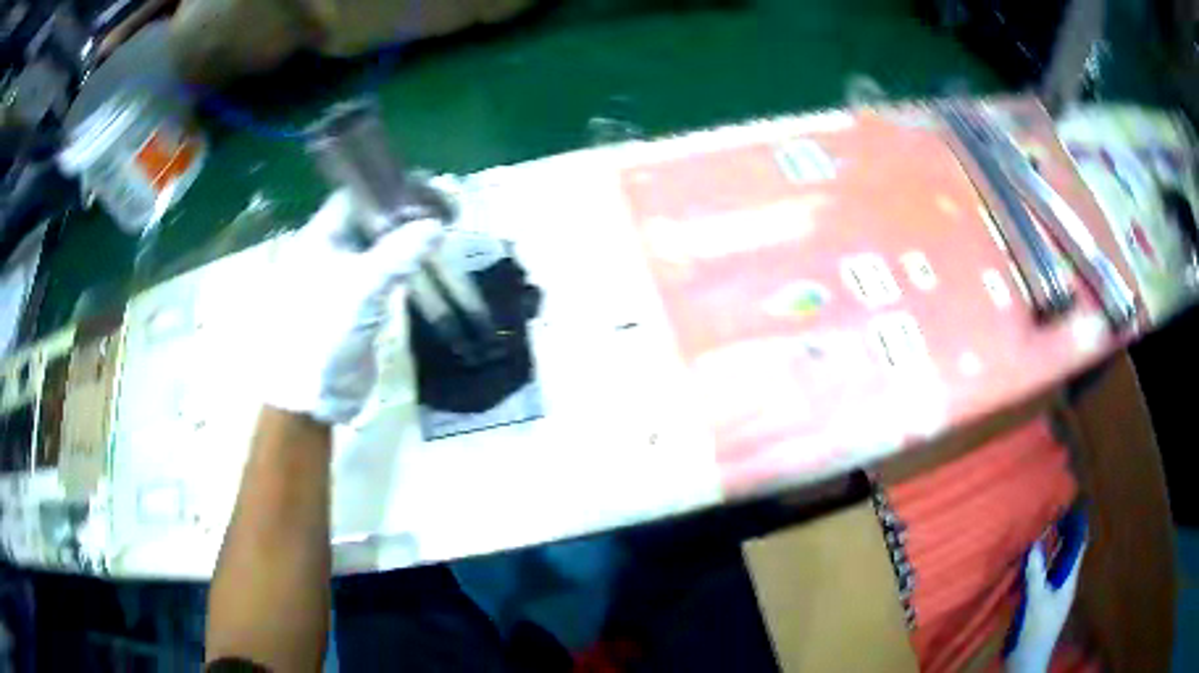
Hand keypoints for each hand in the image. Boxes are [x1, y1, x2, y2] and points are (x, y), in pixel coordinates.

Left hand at [262, 189, 440, 424]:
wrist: (313, 393)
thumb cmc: (324, 331)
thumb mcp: (362, 288)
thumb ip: (398, 254)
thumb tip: (436, 224)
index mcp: (319, 238)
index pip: (353, 197)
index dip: (385, 188)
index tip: (422, 186)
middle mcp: (330, 252)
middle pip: (368, 220)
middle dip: (400, 213)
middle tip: (439, 207)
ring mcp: (343, 278)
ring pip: (377, 247)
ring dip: (404, 240)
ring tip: (440, 228)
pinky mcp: (357, 303)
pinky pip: (382, 273)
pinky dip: (402, 265)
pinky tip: (425, 261)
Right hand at [1005, 508, 1087, 672]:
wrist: (1027, 662)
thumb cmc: (1037, 629)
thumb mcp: (1036, 601)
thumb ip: (1036, 573)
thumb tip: (1035, 543)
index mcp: (1069, 580)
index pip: (1078, 546)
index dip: (1077, 526)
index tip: (1073, 505)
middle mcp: (1064, 584)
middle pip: (1066, 554)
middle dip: (1062, 536)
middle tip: (1053, 514)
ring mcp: (1052, 596)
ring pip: (1054, 567)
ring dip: (1049, 551)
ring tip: (1041, 533)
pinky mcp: (1040, 605)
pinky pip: (1043, 579)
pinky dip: (1039, 567)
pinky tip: (1029, 564)